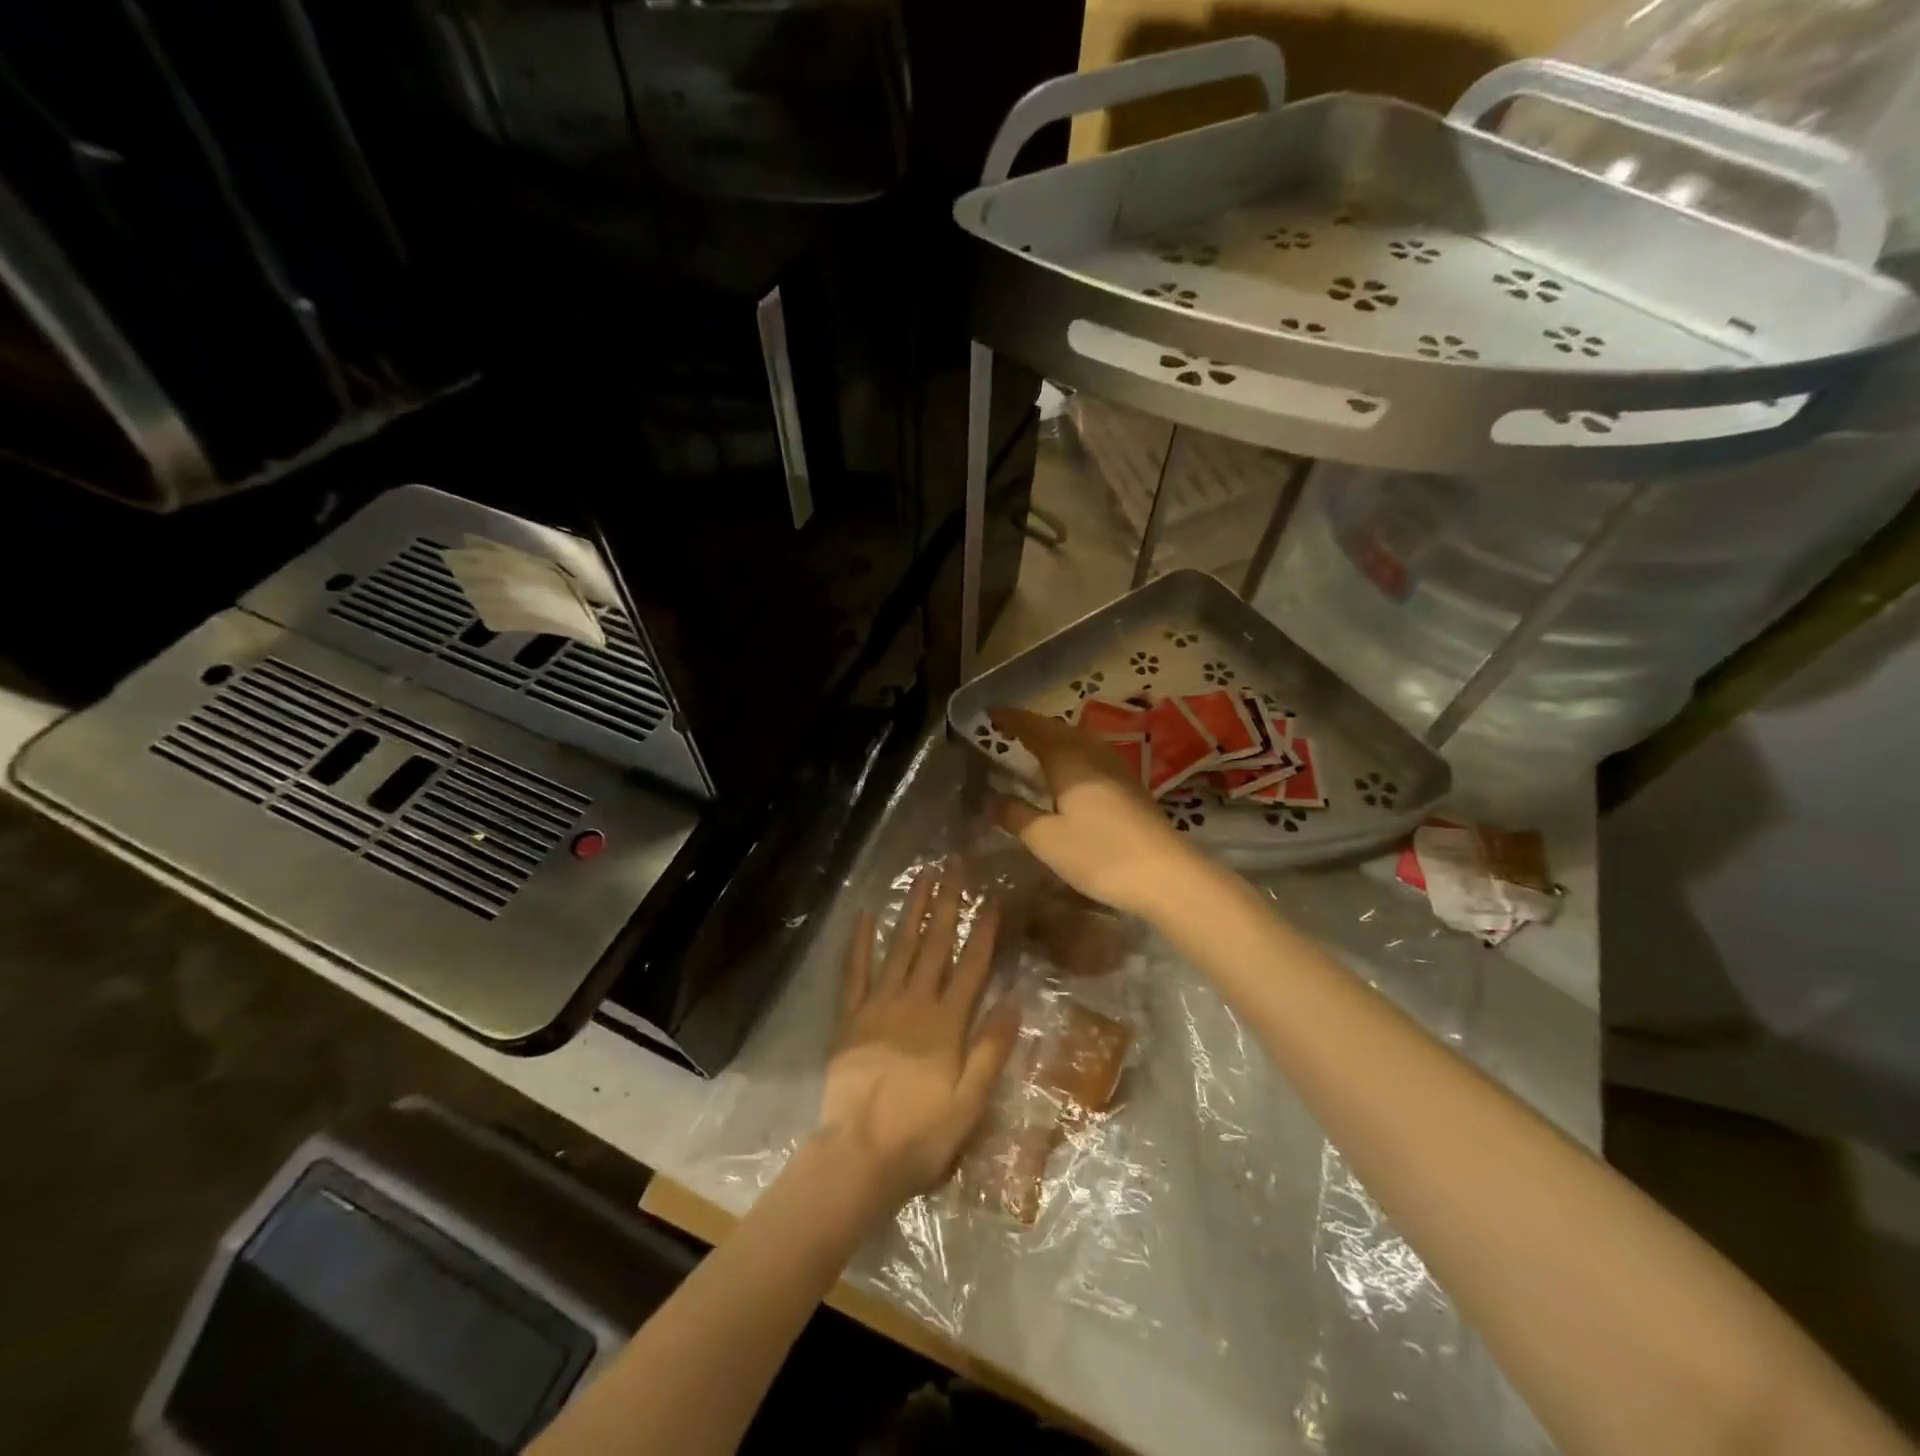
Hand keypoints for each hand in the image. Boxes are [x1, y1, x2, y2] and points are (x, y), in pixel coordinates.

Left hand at [817, 869, 1018, 1209]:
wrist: (860, 1156)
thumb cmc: (922, 1134)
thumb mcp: (971, 1102)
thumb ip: (992, 1049)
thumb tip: (1015, 999)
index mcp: (947, 1023)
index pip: (972, 966)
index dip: (984, 930)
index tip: (993, 898)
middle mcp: (914, 1003)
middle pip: (935, 944)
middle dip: (947, 903)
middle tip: (954, 866)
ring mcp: (878, 1006)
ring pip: (899, 948)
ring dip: (912, 910)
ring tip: (922, 877)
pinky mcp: (850, 1018)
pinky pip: (854, 972)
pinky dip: (860, 943)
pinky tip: (866, 915)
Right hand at [989, 707, 1199, 917]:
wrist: (1165, 875)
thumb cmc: (1099, 853)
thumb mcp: (1046, 839)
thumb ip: (1015, 815)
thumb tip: (990, 799)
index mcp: (1068, 758)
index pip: (1033, 727)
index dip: (1011, 718)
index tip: (990, 713)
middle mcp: (1092, 753)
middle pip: (1057, 729)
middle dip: (1031, 727)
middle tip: (1006, 731)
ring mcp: (1115, 768)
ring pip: (1077, 741)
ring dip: (1053, 740)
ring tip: (1031, 750)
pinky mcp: (1129, 786)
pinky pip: (1090, 757)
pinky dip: (1070, 756)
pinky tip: (1065, 775)